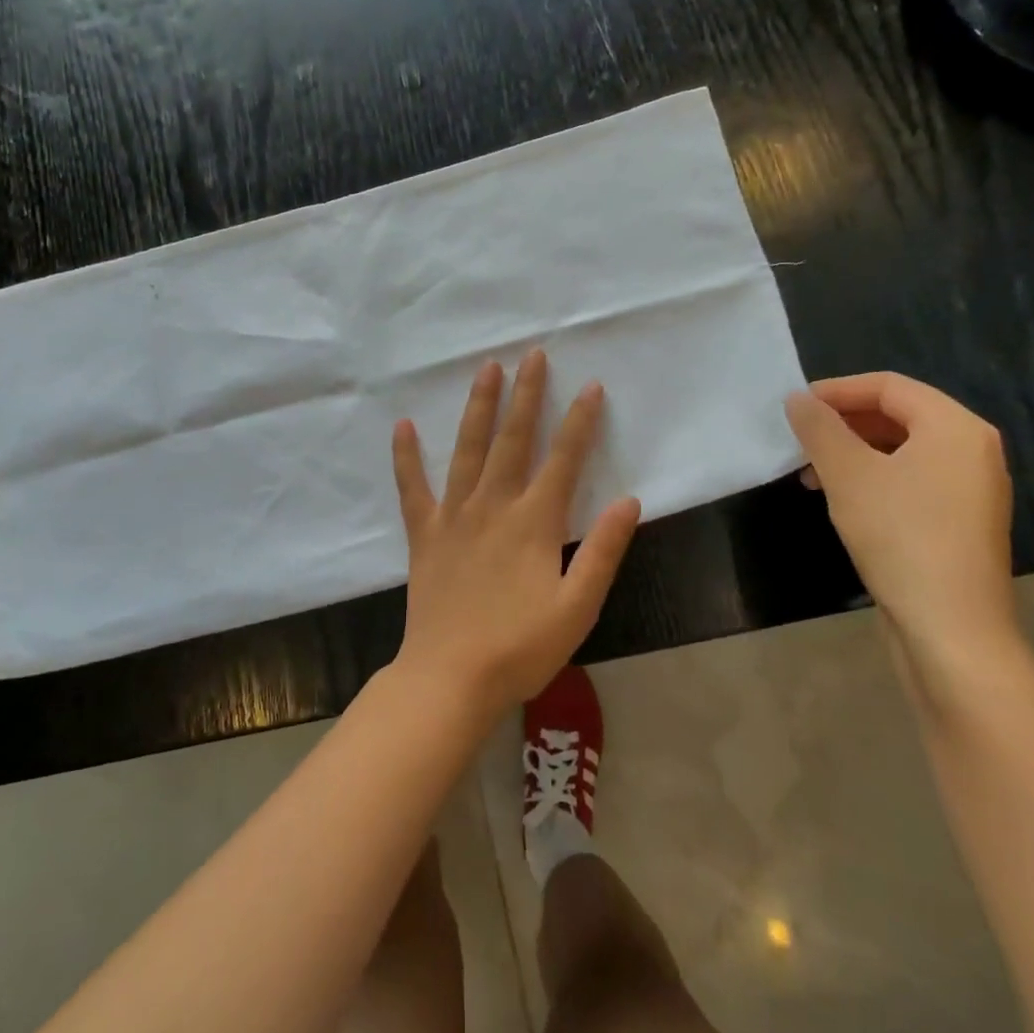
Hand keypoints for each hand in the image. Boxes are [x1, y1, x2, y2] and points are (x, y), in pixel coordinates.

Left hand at [391, 350, 641, 713]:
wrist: (450, 678)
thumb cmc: (520, 648)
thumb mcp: (578, 607)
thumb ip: (605, 552)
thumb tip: (630, 501)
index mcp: (534, 523)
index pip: (563, 460)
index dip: (579, 421)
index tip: (589, 386)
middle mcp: (493, 506)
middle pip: (514, 440)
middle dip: (526, 395)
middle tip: (532, 355)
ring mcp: (454, 516)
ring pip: (467, 449)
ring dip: (478, 407)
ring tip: (485, 369)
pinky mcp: (424, 533)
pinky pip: (413, 487)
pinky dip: (406, 456)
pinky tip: (403, 425)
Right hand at [785, 373, 1019, 686]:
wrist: (951, 628)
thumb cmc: (900, 536)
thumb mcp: (848, 475)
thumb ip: (819, 429)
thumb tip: (798, 398)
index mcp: (956, 427)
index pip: (889, 386)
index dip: (837, 390)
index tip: (795, 406)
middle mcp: (973, 450)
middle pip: (898, 415)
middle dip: (843, 422)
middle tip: (801, 439)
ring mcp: (972, 488)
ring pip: (902, 449)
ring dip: (853, 452)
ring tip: (812, 473)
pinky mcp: (961, 520)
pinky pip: (912, 478)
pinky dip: (873, 477)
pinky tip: (842, 499)